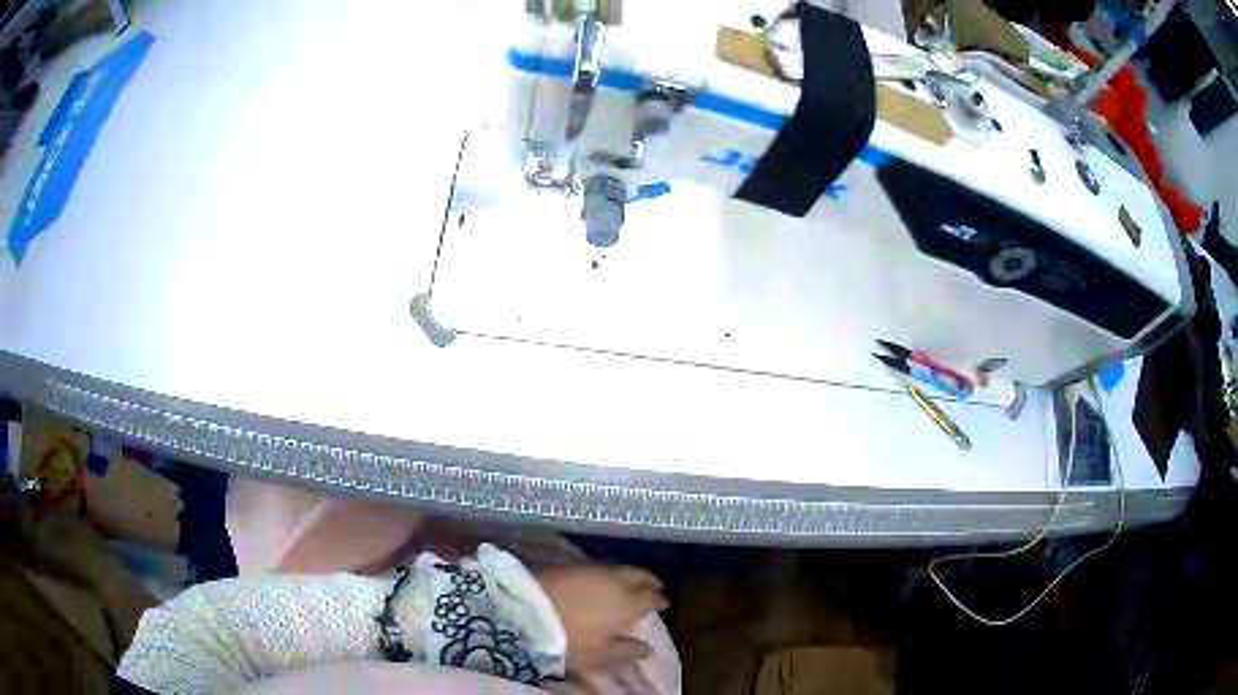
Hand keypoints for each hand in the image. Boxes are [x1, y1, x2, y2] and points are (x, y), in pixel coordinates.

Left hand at [537, 565, 668, 676]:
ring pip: (619, 568)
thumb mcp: (600, 655)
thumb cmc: (569, 639)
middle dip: (649, 580)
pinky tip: (603, 581)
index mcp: (627, 601)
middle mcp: (614, 579)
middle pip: (638, 575)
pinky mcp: (568, 565)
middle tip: (655, 586)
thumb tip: (648, 648)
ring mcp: (590, 569)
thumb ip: (627, 651)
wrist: (525, 610)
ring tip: (630, 584)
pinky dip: (609, 573)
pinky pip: (599, 567)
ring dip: (630, 575)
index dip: (659, 600)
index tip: (665, 602)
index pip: (650, 597)